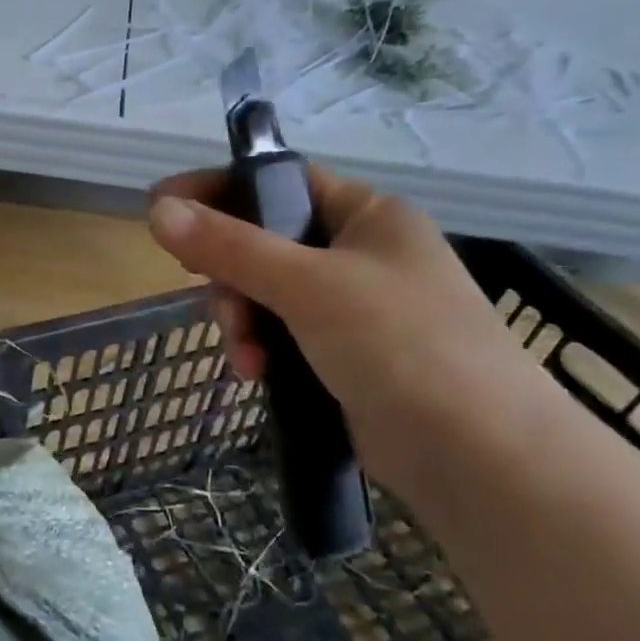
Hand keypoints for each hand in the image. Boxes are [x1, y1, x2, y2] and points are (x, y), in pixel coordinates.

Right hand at [146, 165, 559, 489]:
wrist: (483, 459)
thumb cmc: (401, 345)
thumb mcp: (308, 285)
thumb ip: (229, 246)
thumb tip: (157, 210)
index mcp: (368, 215)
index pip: (278, 181)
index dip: (217, 190)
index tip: (160, 207)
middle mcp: (361, 253)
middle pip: (263, 242)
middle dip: (230, 277)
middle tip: (218, 304)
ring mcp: (356, 308)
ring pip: (266, 294)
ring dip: (243, 321)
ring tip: (245, 358)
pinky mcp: (347, 356)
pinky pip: (282, 335)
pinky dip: (262, 350)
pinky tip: (256, 375)